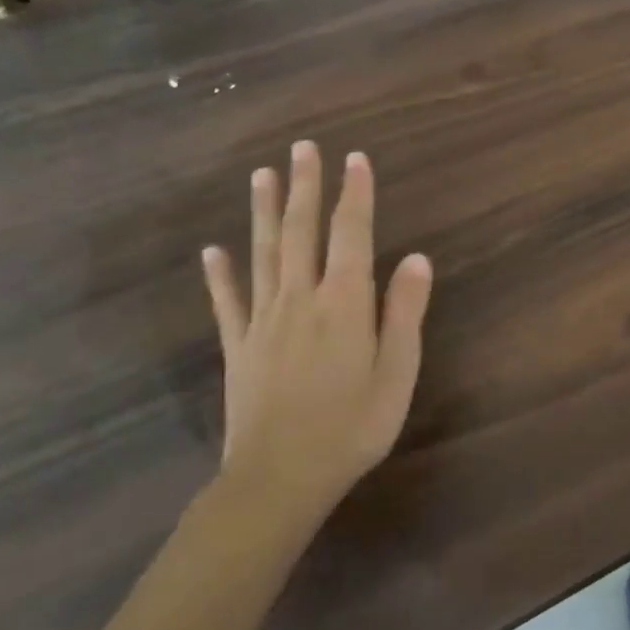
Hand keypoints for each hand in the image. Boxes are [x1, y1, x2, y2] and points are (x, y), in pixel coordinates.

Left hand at [202, 142, 432, 524]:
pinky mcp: (238, 347)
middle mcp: (300, 300)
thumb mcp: (397, 373)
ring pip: (264, 255)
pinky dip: (220, 274)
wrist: (278, 480)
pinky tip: (213, 250)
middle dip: (306, 187)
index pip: (351, 235)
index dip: (355, 195)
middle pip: (302, 232)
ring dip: (265, 213)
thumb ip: (405, 313)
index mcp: (344, 304)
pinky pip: (227, 302)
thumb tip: (417, 258)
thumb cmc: (352, 428)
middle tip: (303, 148)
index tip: (355, 158)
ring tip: (262, 175)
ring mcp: (263, 322)